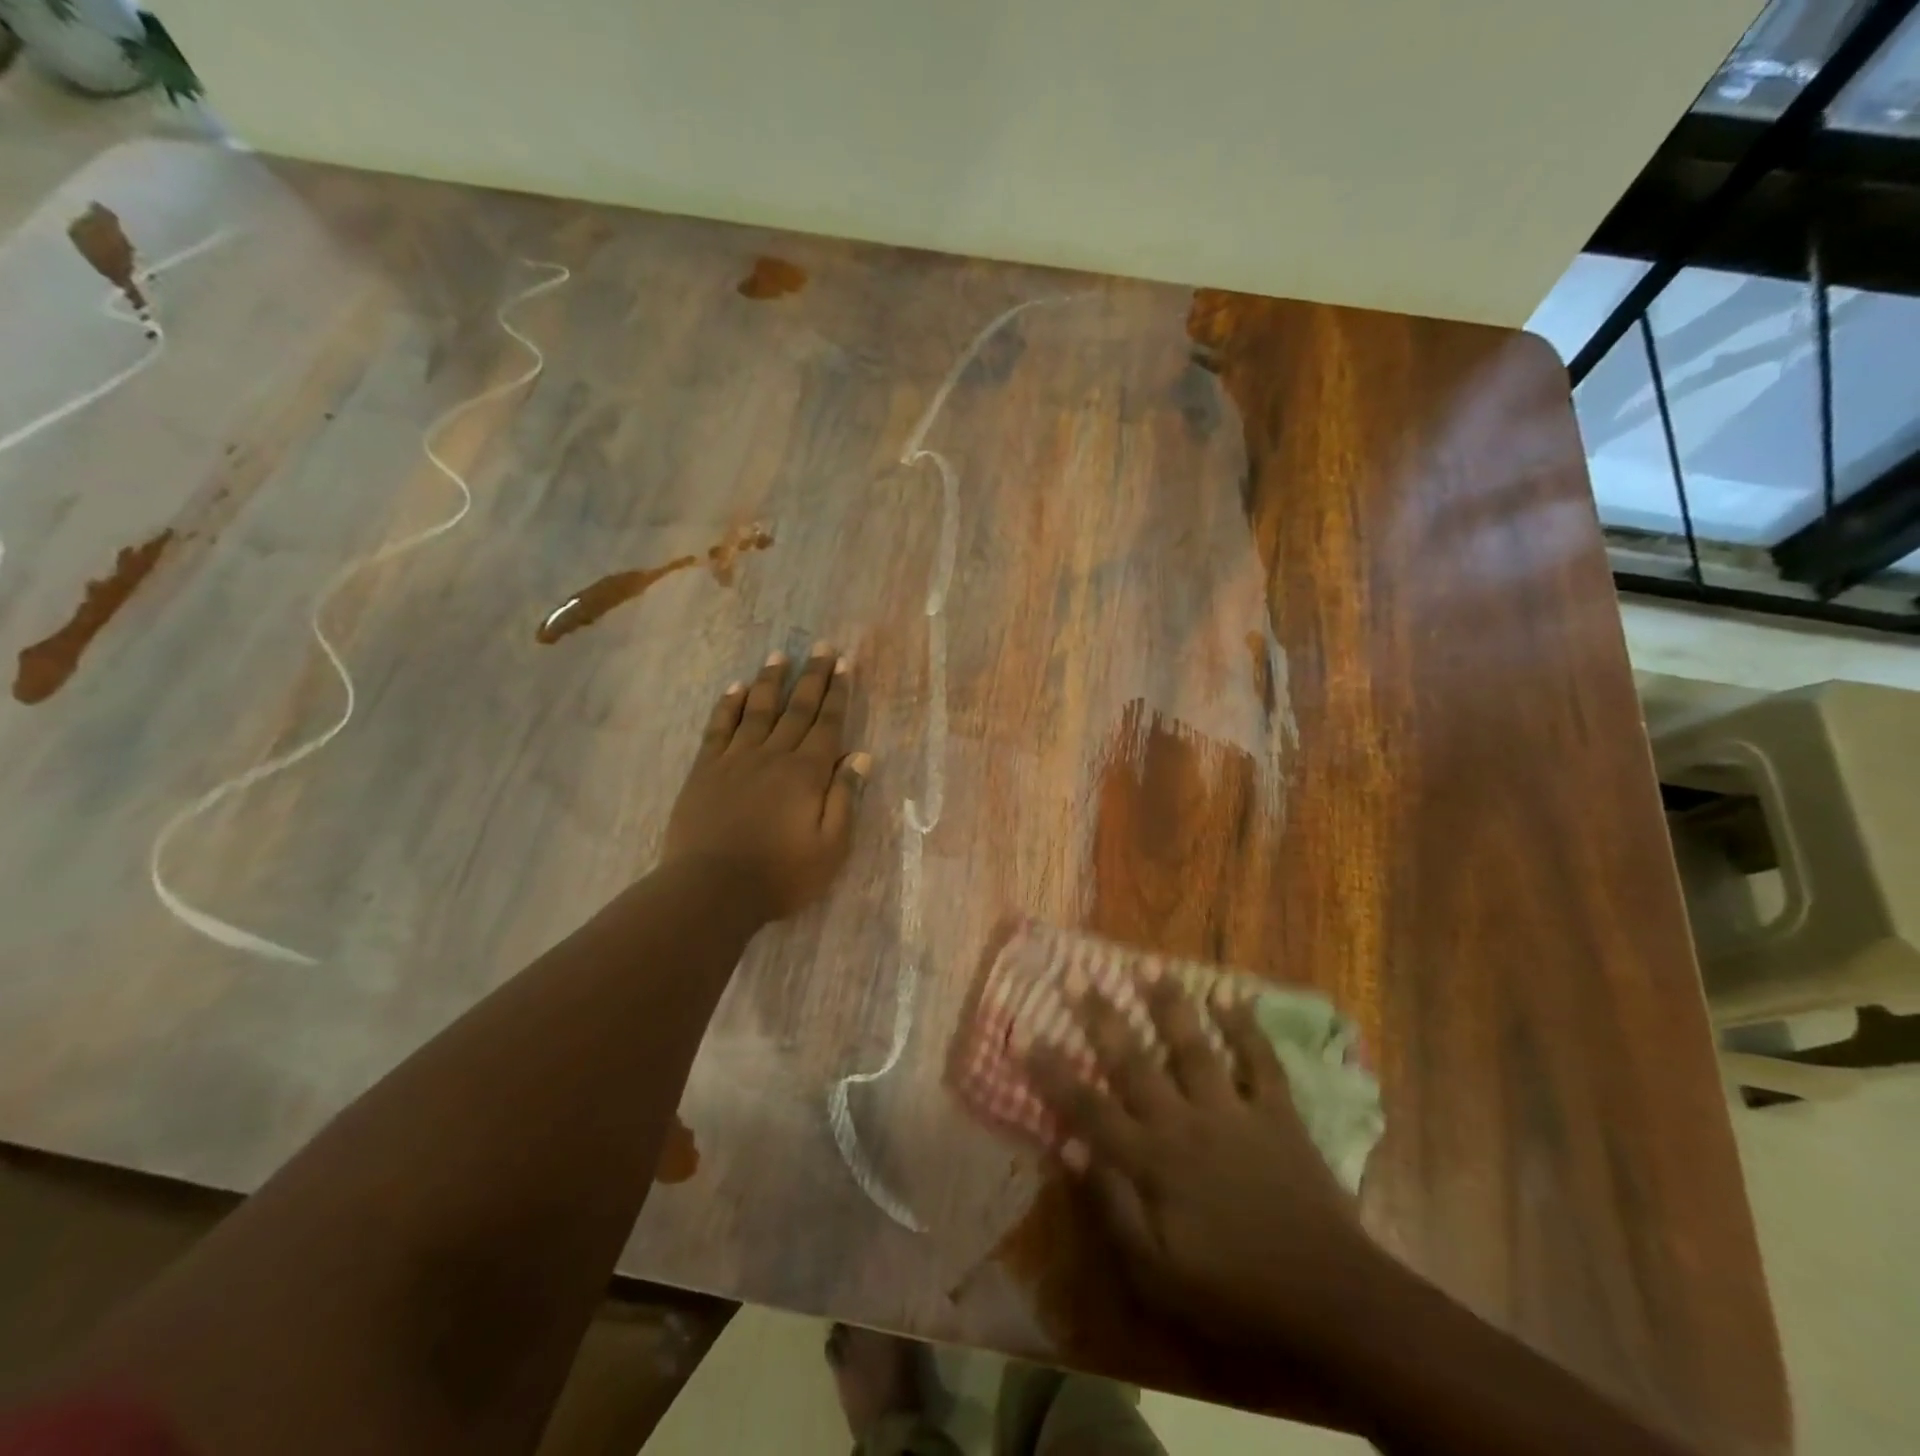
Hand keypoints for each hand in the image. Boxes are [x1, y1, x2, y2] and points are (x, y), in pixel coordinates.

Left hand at [663, 645, 869, 920]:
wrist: (712, 889)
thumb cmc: (781, 875)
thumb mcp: (831, 847)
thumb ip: (845, 798)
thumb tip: (860, 756)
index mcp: (807, 773)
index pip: (827, 724)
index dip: (837, 693)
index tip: (843, 664)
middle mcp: (773, 756)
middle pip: (797, 709)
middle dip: (811, 676)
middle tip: (820, 646)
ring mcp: (736, 760)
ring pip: (757, 710)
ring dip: (770, 681)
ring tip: (779, 656)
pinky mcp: (705, 770)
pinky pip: (719, 728)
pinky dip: (728, 705)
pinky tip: (735, 688)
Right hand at [1029, 975, 1376, 1345]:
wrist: (1330, 1300)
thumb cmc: (1233, 1290)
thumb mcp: (1156, 1272)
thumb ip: (1111, 1206)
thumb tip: (1069, 1147)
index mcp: (1152, 1160)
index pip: (1088, 1107)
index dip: (1052, 1071)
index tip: (1024, 1032)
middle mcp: (1184, 1122)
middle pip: (1134, 1061)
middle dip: (1101, 1016)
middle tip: (1077, 973)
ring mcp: (1233, 1111)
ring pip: (1193, 1046)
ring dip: (1169, 1004)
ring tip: (1147, 965)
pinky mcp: (1277, 1113)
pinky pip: (1260, 1061)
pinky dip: (1246, 1027)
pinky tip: (1230, 995)